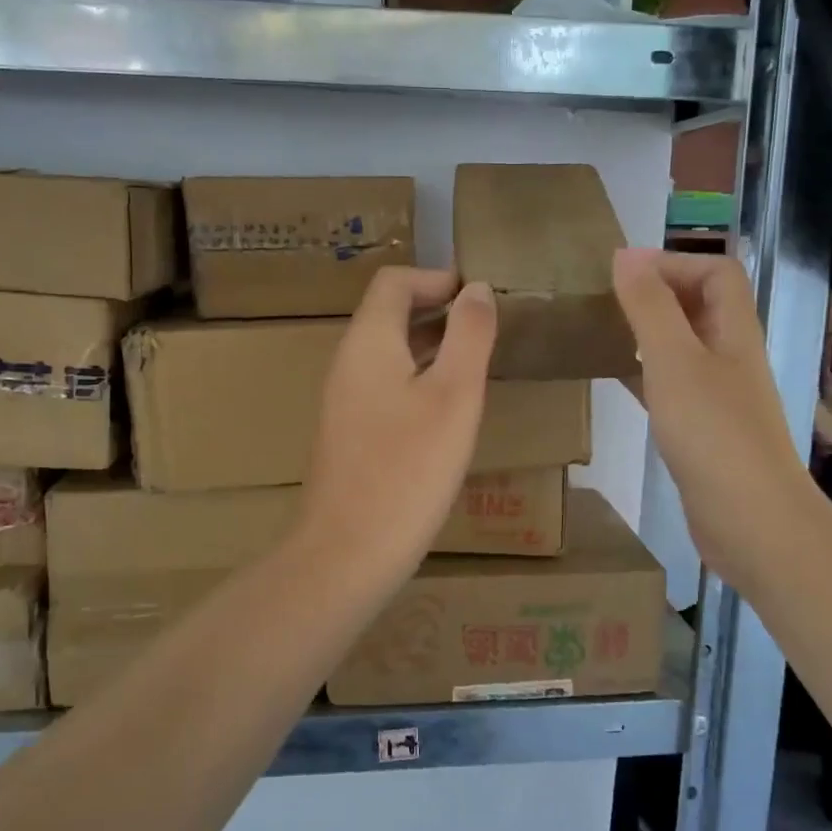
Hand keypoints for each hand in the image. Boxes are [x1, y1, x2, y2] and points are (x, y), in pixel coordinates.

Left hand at [292, 268, 496, 603]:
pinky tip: (447, 412)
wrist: (347, 552)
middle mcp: (348, 363)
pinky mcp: (349, 434)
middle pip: (389, 315)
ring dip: (431, 347)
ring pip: (389, 354)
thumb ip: (468, 335)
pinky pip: (385, 387)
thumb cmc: (408, 469)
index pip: (394, 282)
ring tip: (476, 365)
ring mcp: (344, 401)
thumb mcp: (454, 395)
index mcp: (368, 342)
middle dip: (437, 311)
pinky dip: (418, 380)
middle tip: (487, 330)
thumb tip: (474, 288)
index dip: (436, 278)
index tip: (477, 297)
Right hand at [613, 248, 808, 583]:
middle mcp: (731, 357)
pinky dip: (645, 373)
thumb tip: (626, 254)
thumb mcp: (674, 361)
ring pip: (684, 346)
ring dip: (649, 332)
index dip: (674, 262)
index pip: (717, 272)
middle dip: (658, 293)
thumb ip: (650, 307)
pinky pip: (672, 386)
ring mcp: (720, 396)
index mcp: (734, 332)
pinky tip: (615, 380)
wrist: (750, 520)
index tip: (622, 273)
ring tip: (604, 331)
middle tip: (607, 300)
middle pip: (701, 306)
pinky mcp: (704, 430)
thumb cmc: (713, 434)